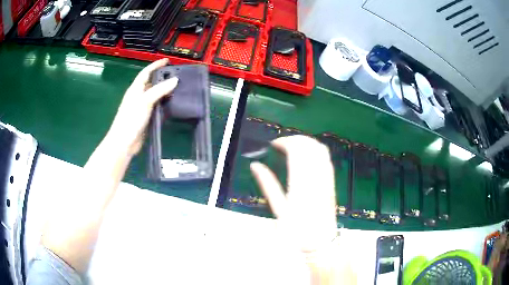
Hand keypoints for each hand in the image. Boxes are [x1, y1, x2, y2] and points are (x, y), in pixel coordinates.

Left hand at [107, 58, 177, 155]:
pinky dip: (164, 103)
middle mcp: (138, 95)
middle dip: (163, 77)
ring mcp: (142, 107)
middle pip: (152, 83)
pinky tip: (173, 104)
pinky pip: (157, 106)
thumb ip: (160, 90)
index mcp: (135, 89)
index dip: (156, 65)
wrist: (124, 142)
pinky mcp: (146, 117)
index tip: (167, 61)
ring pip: (155, 95)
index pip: (146, 72)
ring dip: (165, 91)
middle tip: (178, 75)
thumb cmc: (131, 119)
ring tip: (179, 88)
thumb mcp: (145, 101)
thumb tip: (175, 80)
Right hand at [250, 135, 337, 252]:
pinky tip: (308, 155)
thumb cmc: (296, 229)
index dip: (285, 141)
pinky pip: (327, 158)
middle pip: (309, 145)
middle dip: (295, 138)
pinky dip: (317, 150)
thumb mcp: (278, 209)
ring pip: (320, 149)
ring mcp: (326, 178)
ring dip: (306, 142)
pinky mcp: (331, 181)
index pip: (296, 150)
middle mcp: (315, 176)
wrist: (320, 241)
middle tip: (282, 143)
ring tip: (294, 146)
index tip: (274, 144)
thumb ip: (267, 184)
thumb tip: (255, 165)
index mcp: (300, 182)